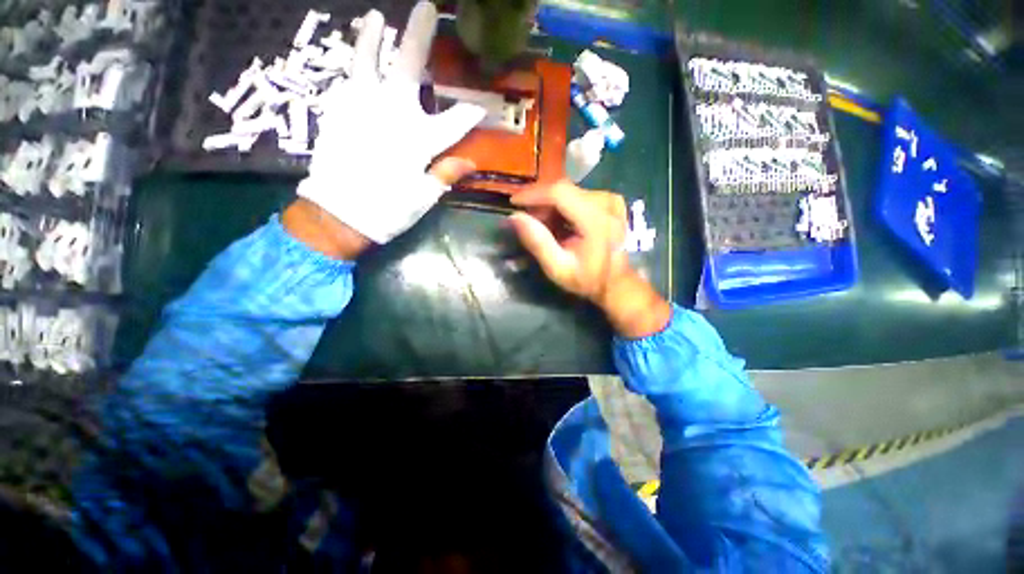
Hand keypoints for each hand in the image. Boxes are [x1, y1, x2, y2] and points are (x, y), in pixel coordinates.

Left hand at [295, 2, 484, 245]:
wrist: (339, 214)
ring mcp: (361, 107)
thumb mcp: (424, 197)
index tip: (483, 104)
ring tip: (376, 18)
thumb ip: (446, 174)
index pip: (455, 121)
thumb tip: (472, 162)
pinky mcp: (337, 111)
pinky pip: (346, 80)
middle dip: (420, 37)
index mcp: (420, 140)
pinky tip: (357, 59)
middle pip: (408, 68)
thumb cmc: (388, 209)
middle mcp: (392, 114)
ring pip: (367, 61)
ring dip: (374, 37)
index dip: (472, 112)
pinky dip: (353, 67)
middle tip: (426, 9)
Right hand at [508, 180, 671, 338]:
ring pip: (569, 191)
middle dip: (539, 201)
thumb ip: (537, 242)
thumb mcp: (558, 268)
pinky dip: (562, 206)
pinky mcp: (610, 200)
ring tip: (540, 224)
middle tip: (526, 220)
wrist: (617, 282)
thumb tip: (514, 218)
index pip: (559, 192)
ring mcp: (610, 199)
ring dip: (549, 204)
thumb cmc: (587, 279)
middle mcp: (606, 201)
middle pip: (563, 189)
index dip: (533, 194)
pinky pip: (578, 195)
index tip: (514, 203)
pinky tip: (556, 222)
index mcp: (596, 219)